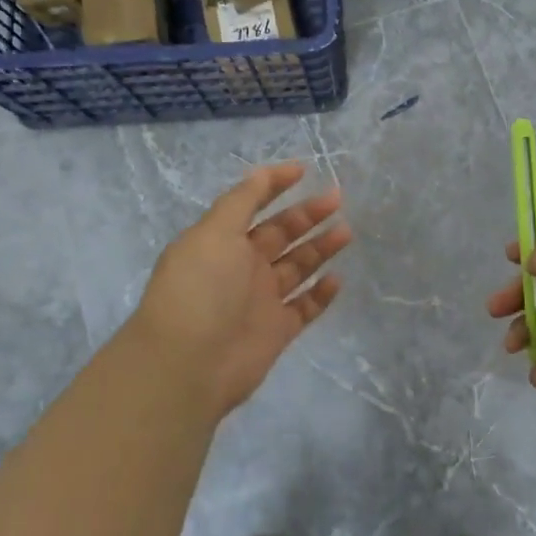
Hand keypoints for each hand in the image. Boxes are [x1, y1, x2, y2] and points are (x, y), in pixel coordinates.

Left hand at [130, 162, 350, 415]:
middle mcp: (241, 267)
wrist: (189, 365)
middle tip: (337, 200)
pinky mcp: (277, 329)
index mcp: (221, 241)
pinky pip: (305, 306)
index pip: (252, 205)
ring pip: (297, 267)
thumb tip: (263, 173)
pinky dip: (321, 293)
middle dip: (307, 215)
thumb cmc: (200, 289)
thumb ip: (242, 200)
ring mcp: (260, 299)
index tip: (304, 171)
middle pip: (280, 234)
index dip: (275, 186)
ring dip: (320, 248)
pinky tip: (336, 278)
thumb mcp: (215, 232)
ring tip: (345, 232)